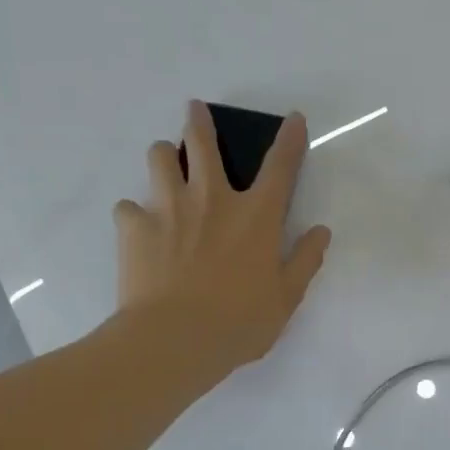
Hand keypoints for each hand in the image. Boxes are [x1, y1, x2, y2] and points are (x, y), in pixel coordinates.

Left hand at [113, 102, 330, 378]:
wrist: (174, 339)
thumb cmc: (239, 321)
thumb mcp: (286, 298)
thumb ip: (305, 260)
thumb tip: (321, 232)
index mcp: (255, 215)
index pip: (280, 166)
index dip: (290, 139)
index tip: (293, 118)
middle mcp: (212, 199)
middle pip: (203, 144)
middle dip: (200, 122)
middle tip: (194, 109)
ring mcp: (168, 208)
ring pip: (159, 158)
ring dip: (163, 155)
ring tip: (164, 161)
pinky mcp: (133, 226)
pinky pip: (128, 207)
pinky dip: (134, 213)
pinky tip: (138, 227)